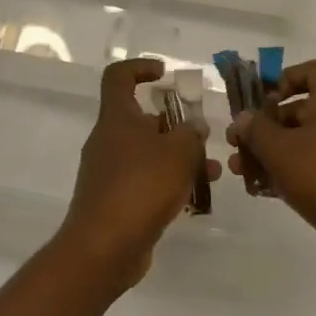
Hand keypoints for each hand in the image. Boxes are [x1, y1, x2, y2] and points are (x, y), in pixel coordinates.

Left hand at [58, 58, 219, 293]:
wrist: (104, 248)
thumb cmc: (141, 186)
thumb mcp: (178, 152)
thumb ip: (191, 133)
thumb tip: (193, 127)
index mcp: (116, 118)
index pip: (118, 76)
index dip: (140, 68)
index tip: (165, 75)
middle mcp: (108, 140)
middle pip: (141, 119)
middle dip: (175, 125)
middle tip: (202, 136)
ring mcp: (108, 172)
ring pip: (148, 153)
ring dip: (178, 158)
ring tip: (211, 172)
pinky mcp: (114, 201)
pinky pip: (144, 182)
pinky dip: (168, 183)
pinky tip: (195, 198)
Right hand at [227, 58, 315, 279]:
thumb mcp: (280, 150)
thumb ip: (256, 130)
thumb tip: (244, 118)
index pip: (315, 70)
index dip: (287, 78)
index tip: (264, 101)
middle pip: (302, 111)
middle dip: (266, 127)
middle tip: (238, 146)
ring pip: (304, 144)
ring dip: (271, 154)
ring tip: (242, 173)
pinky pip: (314, 170)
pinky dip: (289, 176)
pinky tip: (263, 192)